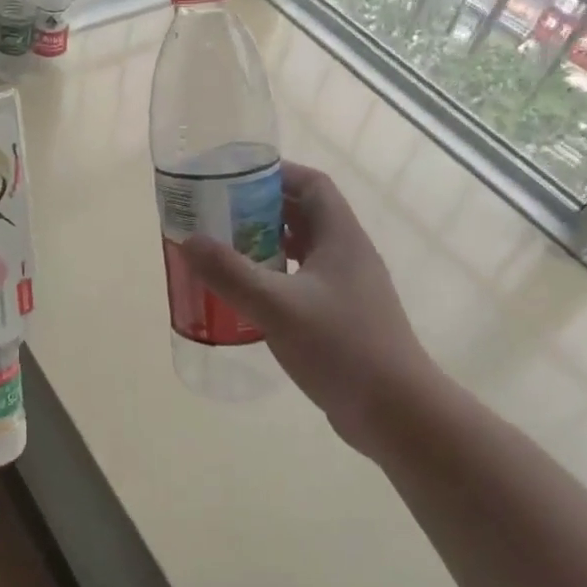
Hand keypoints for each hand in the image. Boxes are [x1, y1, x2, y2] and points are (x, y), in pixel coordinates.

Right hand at [181, 162, 437, 449]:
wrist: (396, 413)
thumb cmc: (341, 348)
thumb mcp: (278, 307)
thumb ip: (231, 273)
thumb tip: (190, 240)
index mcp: (341, 237)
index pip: (313, 184)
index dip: (277, 173)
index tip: (235, 178)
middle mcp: (347, 255)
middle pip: (303, 214)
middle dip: (261, 209)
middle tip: (218, 215)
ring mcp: (347, 288)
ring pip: (302, 250)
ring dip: (266, 245)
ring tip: (224, 251)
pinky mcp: (342, 318)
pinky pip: (303, 282)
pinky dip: (274, 279)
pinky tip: (247, 297)